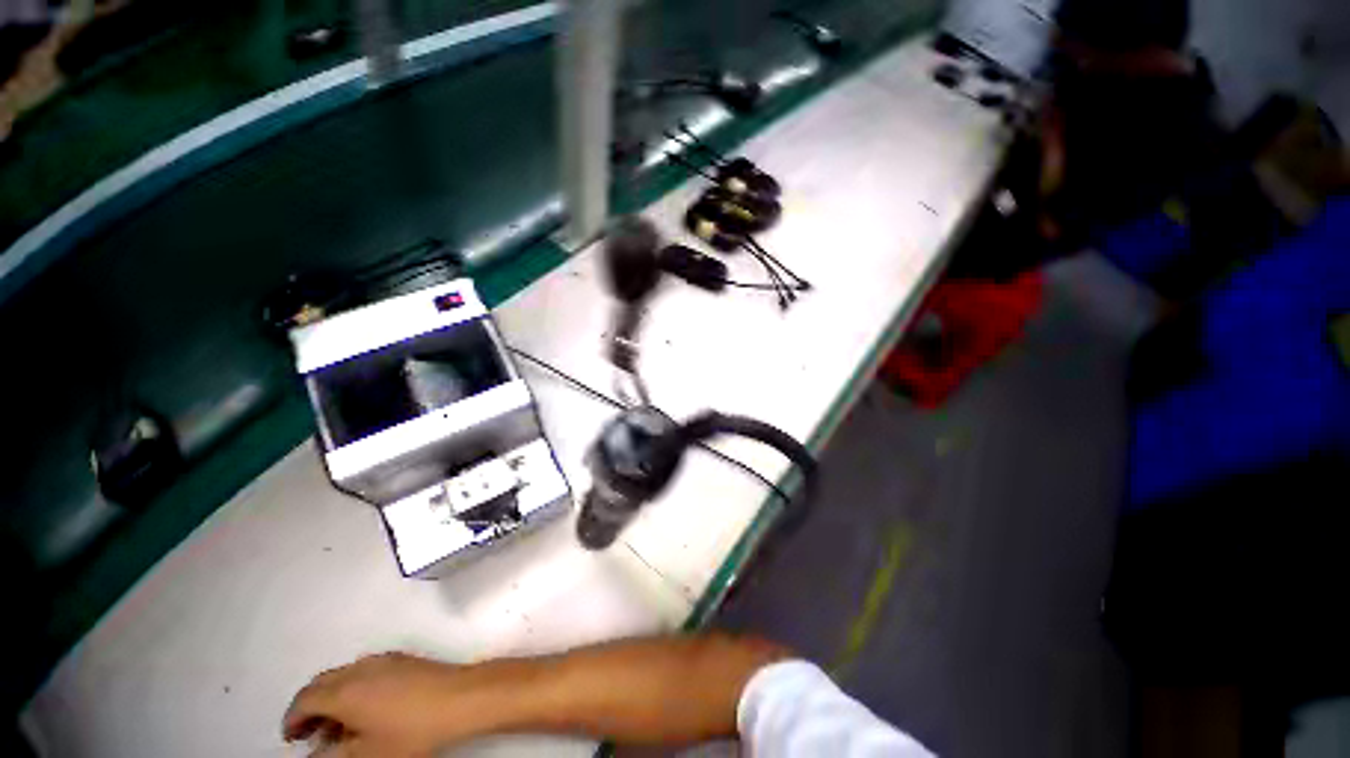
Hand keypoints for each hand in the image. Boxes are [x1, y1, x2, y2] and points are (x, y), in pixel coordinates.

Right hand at [283, 652, 468, 756]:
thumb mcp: (366, 754)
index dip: (292, 718)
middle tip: (309, 733)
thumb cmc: (412, 731)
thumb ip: (333, 755)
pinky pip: (367, 670)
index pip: (305, 699)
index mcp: (345, 690)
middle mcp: (361, 668)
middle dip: (310, 707)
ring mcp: (384, 660)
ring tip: (337, 727)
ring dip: (333, 698)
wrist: (460, 699)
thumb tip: (317, 752)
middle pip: (322, 683)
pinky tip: (364, 709)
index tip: (291, 738)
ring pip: (345, 675)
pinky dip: (355, 687)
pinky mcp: (403, 659)